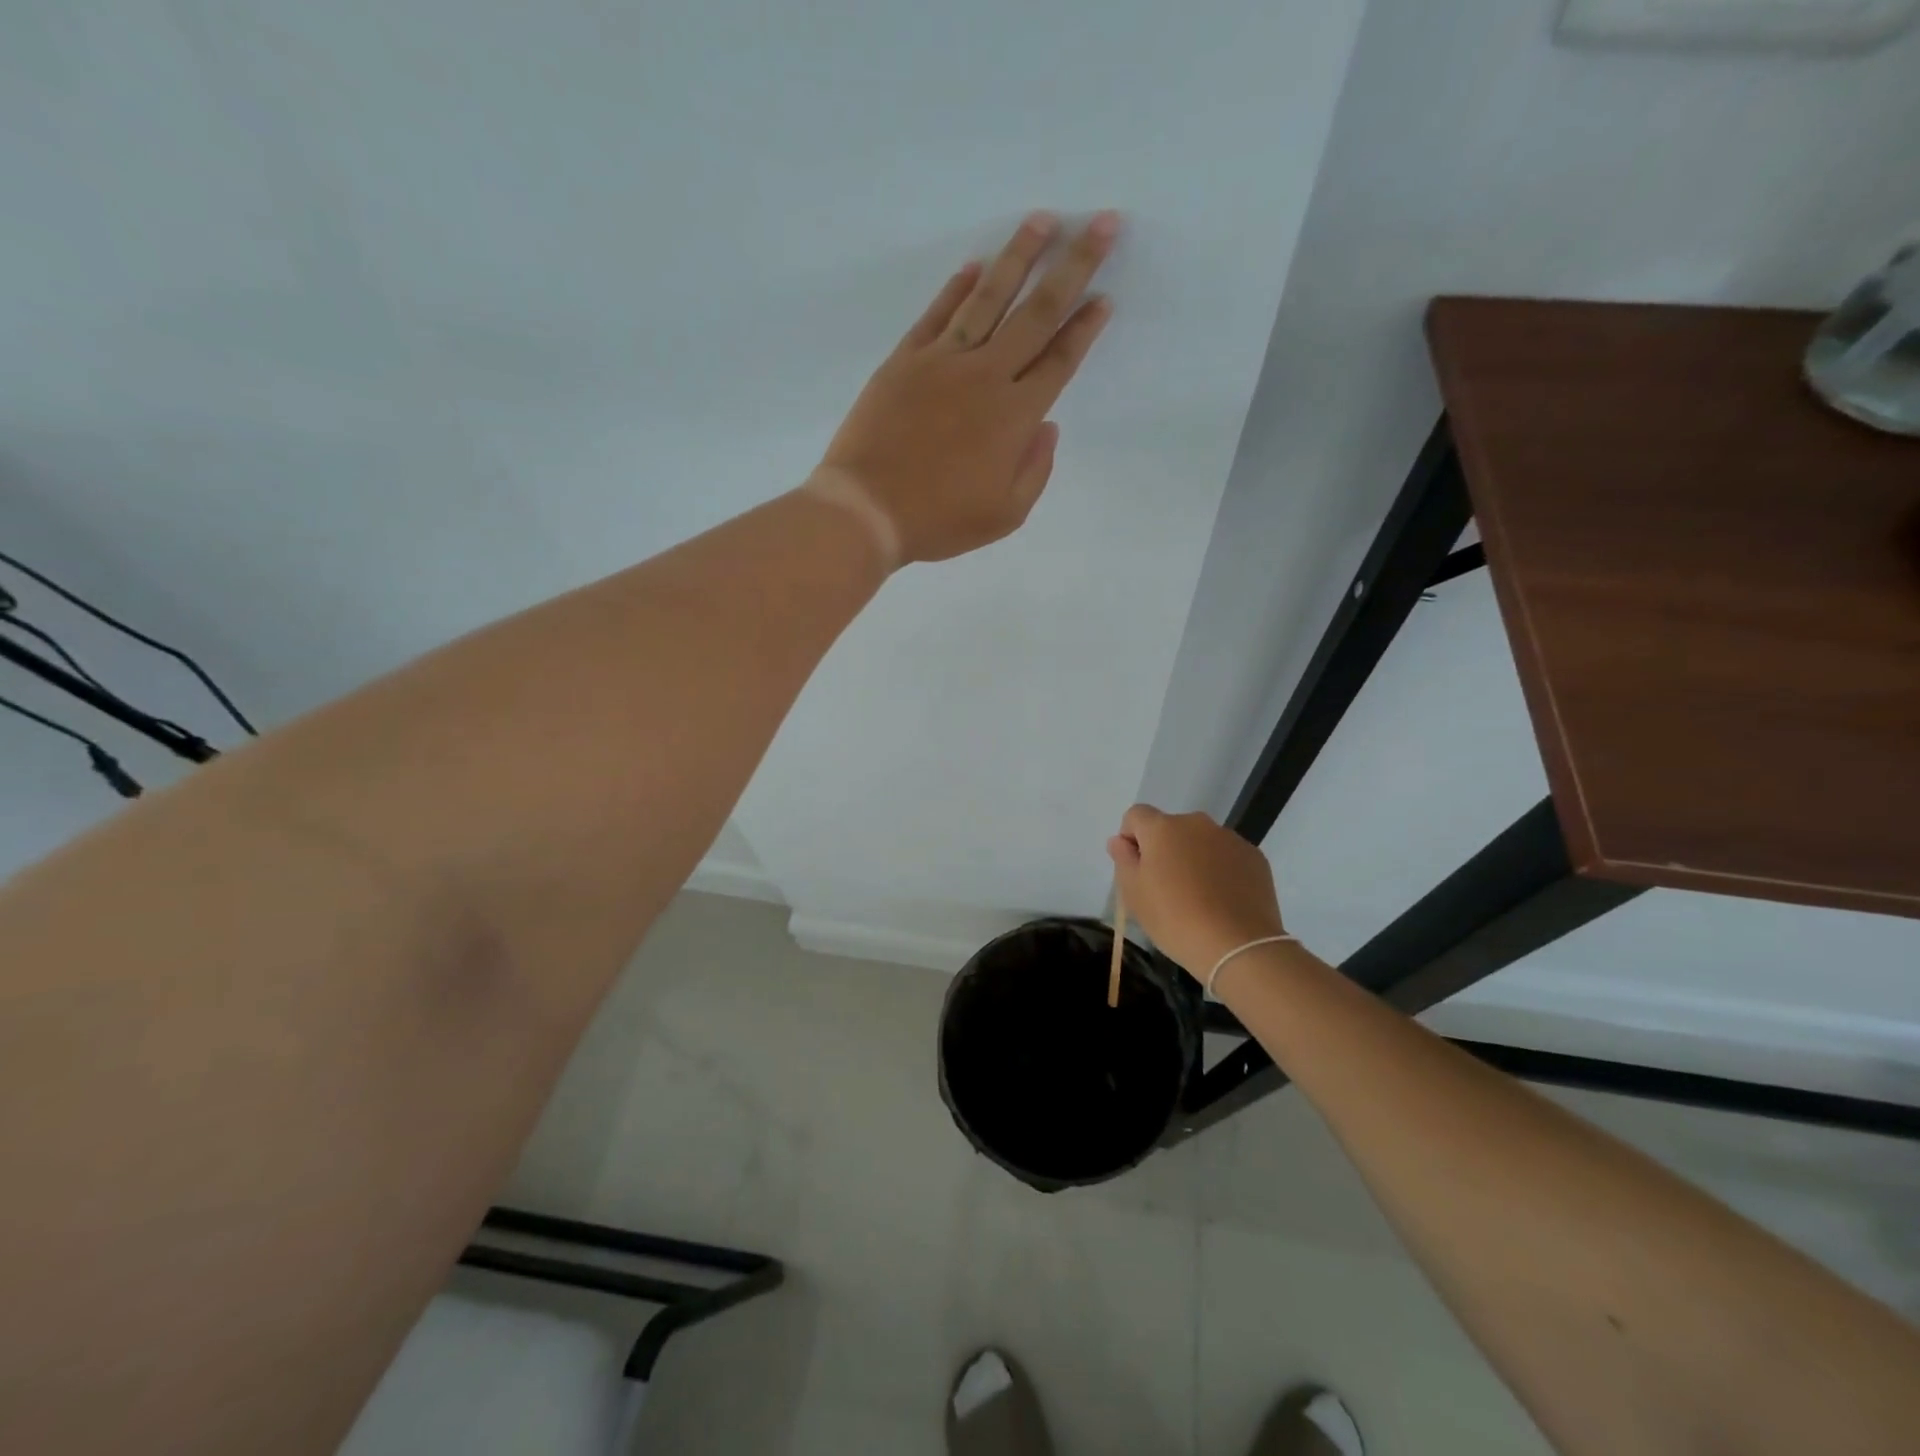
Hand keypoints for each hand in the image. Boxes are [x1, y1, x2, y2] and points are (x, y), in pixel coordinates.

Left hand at [818, 210, 1118, 563]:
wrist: (866, 509)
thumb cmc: (938, 520)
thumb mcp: (1004, 516)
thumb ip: (1035, 470)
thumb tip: (1048, 426)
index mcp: (1015, 417)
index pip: (1060, 360)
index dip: (1085, 327)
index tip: (1105, 297)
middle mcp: (986, 376)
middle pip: (1037, 313)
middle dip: (1074, 266)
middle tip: (1101, 224)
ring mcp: (942, 361)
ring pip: (989, 298)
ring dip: (1019, 256)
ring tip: (1043, 220)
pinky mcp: (905, 360)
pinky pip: (938, 314)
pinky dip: (958, 287)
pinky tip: (976, 266)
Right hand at [1107, 805, 1286, 979]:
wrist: (1238, 945)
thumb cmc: (1175, 919)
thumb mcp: (1134, 894)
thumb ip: (1123, 860)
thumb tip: (1119, 841)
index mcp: (1162, 828)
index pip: (1136, 816)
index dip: (1131, 837)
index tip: (1136, 868)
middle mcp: (1196, 824)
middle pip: (1170, 828)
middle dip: (1164, 849)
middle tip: (1165, 887)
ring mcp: (1229, 838)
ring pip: (1200, 841)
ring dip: (1193, 858)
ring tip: (1198, 897)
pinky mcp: (1254, 856)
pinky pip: (1227, 856)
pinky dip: (1220, 870)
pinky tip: (1222, 900)